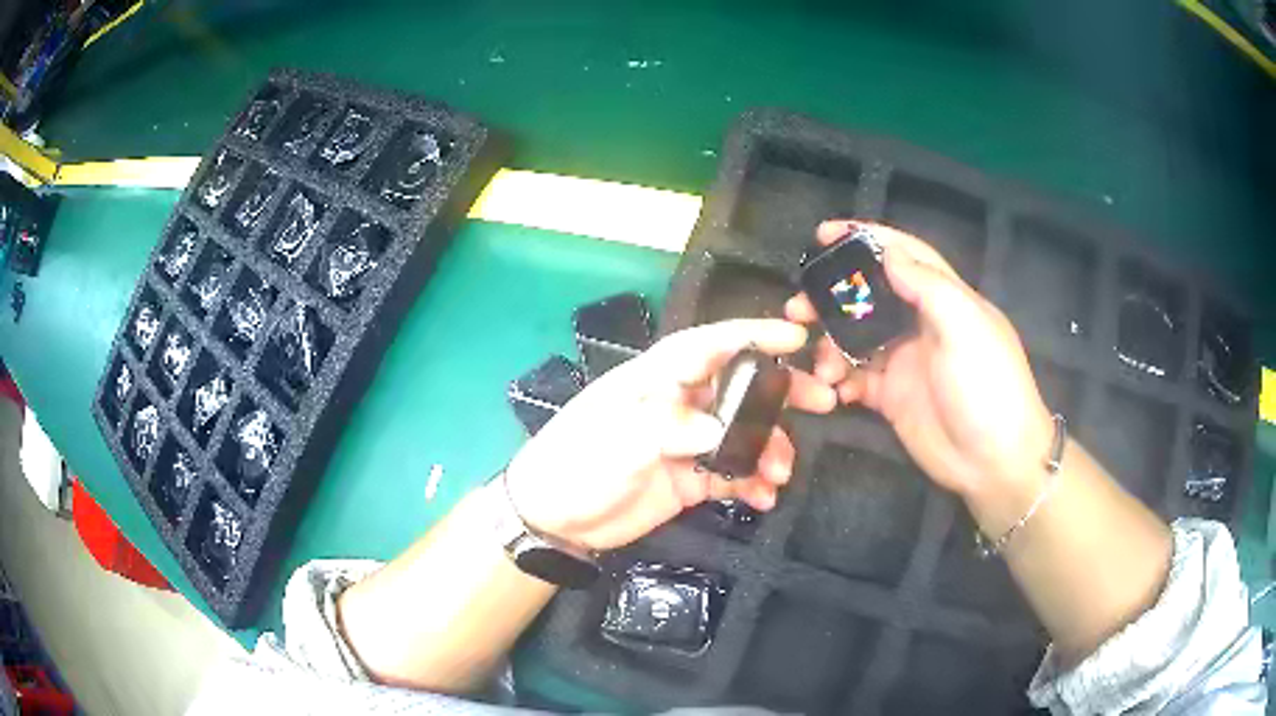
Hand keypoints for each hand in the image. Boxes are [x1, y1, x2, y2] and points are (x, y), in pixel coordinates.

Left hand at [505, 319, 836, 551]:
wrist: (552, 517)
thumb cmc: (575, 463)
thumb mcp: (617, 440)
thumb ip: (670, 428)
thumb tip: (722, 431)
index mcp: (656, 379)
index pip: (710, 345)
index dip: (754, 335)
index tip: (796, 335)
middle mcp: (678, 404)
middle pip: (739, 387)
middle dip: (781, 391)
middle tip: (823, 401)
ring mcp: (686, 442)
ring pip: (743, 433)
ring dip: (769, 448)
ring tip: (780, 473)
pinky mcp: (689, 478)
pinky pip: (732, 473)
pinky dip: (751, 482)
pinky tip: (762, 498)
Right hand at [786, 220, 1054, 509]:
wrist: (993, 463)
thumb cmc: (988, 386)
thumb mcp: (965, 328)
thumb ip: (927, 287)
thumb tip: (888, 253)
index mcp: (945, 299)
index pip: (904, 255)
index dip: (867, 238)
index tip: (825, 233)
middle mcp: (921, 324)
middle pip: (870, 296)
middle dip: (833, 295)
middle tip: (798, 306)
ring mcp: (905, 362)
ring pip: (856, 338)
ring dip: (830, 344)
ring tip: (817, 361)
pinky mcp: (892, 397)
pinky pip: (856, 379)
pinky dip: (839, 380)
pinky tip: (831, 389)